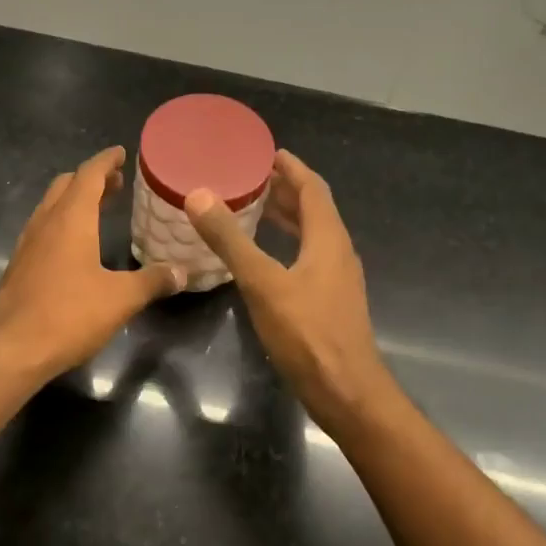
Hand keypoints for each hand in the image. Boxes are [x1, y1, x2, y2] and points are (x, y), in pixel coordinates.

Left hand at [0, 146, 183, 379]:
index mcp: (71, 218)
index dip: (106, 160)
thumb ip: (153, 281)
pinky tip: (75, 246)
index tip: (120, 152)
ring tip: (98, 209)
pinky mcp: (19, 265)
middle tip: (116, 183)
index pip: (89, 174)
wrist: (10, 350)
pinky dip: (62, 222)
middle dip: (91, 178)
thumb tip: (182, 272)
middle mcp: (46, 222)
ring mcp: (28, 243)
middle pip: (66, 185)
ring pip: (51, 206)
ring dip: (74, 200)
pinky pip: (43, 228)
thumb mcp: (121, 299)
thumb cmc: (68, 315)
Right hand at [186, 150, 391, 436]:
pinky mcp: (331, 302)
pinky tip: (266, 259)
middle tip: (253, 178)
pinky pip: (309, 258)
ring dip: (288, 218)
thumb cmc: (307, 333)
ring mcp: (337, 279)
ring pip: (312, 236)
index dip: (292, 168)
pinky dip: (288, 245)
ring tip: (256, 209)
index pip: (313, 189)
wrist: (346, 392)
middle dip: (286, 191)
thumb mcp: (263, 282)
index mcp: (328, 238)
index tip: (268, 153)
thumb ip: (230, 239)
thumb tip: (198, 195)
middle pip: (315, 210)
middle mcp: (338, 252)